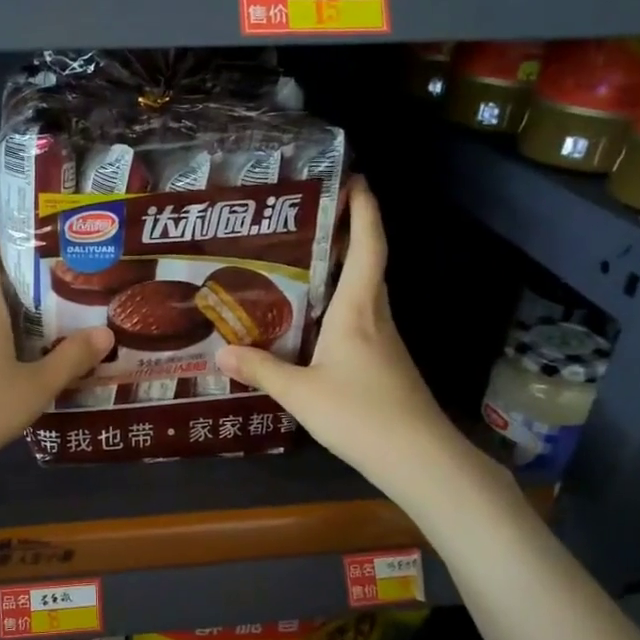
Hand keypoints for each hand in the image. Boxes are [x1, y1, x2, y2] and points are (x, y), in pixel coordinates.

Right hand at [215, 178, 462, 488]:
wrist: (420, 460)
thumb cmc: (362, 415)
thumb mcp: (300, 393)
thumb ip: (261, 369)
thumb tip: (219, 352)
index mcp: (358, 310)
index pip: (368, 247)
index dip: (365, 210)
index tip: (355, 179)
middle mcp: (375, 316)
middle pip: (369, 262)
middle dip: (349, 232)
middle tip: (312, 215)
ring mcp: (383, 341)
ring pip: (365, 291)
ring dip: (344, 268)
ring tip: (303, 259)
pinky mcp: (383, 363)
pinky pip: (359, 318)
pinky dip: (339, 303)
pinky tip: (312, 319)